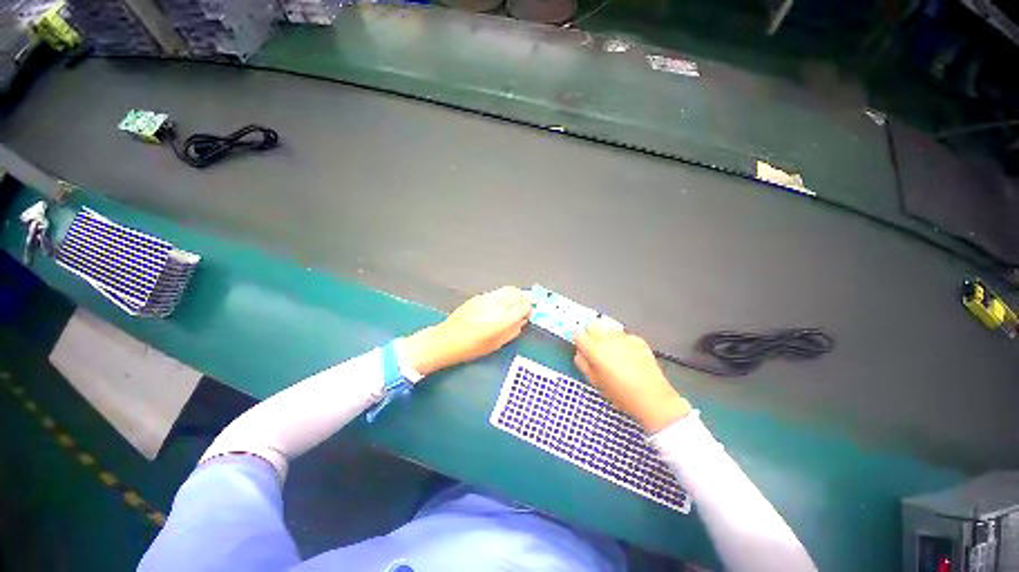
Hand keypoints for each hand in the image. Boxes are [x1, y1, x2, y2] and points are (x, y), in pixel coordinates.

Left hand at [403, 286, 531, 375]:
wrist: (446, 340)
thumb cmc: (472, 348)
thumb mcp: (497, 344)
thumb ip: (513, 330)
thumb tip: (522, 320)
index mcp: (502, 319)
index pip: (524, 305)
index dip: (529, 309)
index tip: (528, 314)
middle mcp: (496, 304)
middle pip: (517, 292)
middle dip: (523, 298)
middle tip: (523, 307)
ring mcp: (485, 298)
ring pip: (507, 289)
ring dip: (514, 295)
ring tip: (512, 306)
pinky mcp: (477, 296)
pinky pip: (496, 293)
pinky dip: (503, 297)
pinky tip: (498, 306)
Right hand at [575, 319, 691, 432]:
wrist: (652, 398)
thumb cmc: (621, 394)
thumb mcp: (595, 382)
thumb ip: (583, 363)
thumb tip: (580, 353)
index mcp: (596, 350)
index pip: (579, 334)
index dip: (578, 341)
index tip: (582, 348)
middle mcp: (609, 339)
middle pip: (593, 325)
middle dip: (591, 334)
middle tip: (595, 348)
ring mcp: (625, 338)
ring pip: (608, 328)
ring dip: (606, 336)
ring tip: (611, 351)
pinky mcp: (638, 340)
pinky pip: (623, 335)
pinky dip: (621, 342)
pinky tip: (626, 355)